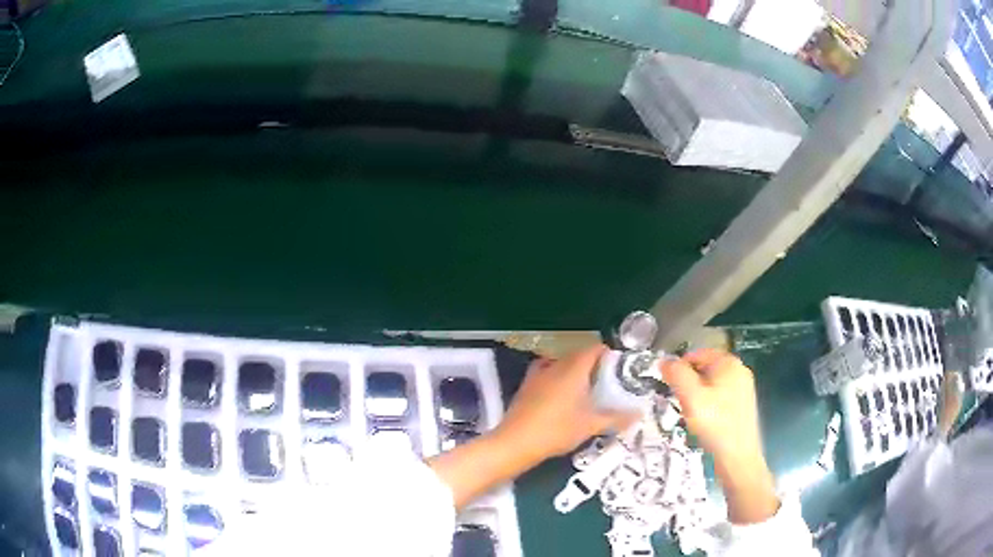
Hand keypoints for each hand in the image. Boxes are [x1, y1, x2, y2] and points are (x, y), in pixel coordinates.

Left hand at [430, 344, 636, 508]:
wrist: (516, 442)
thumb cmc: (557, 431)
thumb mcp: (590, 426)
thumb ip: (616, 418)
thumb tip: (638, 414)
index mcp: (574, 370)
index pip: (594, 350)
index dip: (608, 354)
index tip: (619, 366)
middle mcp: (556, 366)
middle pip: (578, 355)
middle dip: (593, 363)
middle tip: (607, 380)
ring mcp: (538, 374)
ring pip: (561, 363)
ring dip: (574, 369)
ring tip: (586, 386)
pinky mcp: (526, 386)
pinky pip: (545, 372)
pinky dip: (556, 376)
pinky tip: (560, 391)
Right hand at [661, 349, 778, 523]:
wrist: (738, 457)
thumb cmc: (715, 424)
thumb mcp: (690, 397)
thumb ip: (676, 375)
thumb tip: (664, 360)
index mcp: (729, 363)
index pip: (697, 354)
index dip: (679, 368)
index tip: (668, 387)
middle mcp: (739, 370)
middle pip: (705, 368)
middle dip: (689, 383)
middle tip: (680, 403)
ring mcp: (743, 388)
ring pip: (711, 384)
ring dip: (697, 395)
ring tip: (691, 414)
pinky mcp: (743, 405)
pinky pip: (720, 397)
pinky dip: (709, 405)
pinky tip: (705, 422)